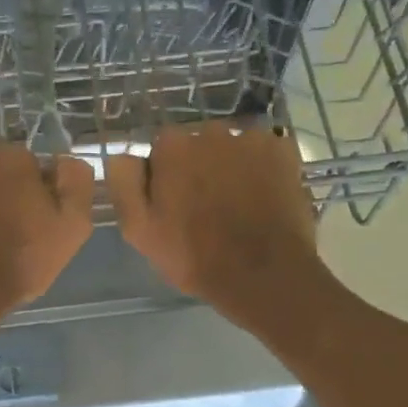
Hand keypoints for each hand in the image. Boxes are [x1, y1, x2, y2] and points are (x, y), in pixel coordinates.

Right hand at [105, 124, 322, 332]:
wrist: (263, 275)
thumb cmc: (194, 256)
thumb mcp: (139, 230)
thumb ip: (123, 183)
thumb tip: (123, 155)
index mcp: (172, 147)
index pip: (161, 150)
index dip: (166, 176)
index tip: (174, 203)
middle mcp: (210, 131)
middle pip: (198, 144)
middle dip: (199, 167)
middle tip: (206, 207)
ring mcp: (251, 139)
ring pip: (232, 148)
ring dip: (231, 167)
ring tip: (238, 204)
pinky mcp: (284, 152)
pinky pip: (264, 153)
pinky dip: (262, 169)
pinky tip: (262, 198)